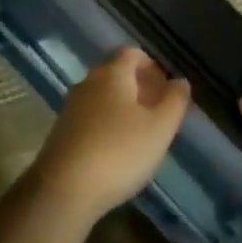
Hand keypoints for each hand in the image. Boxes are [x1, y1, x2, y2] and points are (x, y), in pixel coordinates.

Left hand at [33, 47, 190, 218]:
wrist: (64, 189)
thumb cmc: (119, 152)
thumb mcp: (160, 128)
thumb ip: (174, 101)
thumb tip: (180, 81)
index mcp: (111, 74)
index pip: (131, 53)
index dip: (151, 65)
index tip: (166, 86)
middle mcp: (87, 83)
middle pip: (115, 73)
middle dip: (138, 86)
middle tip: (158, 110)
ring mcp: (70, 108)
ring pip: (102, 96)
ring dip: (122, 106)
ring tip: (142, 132)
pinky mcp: (61, 132)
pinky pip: (90, 117)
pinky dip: (107, 123)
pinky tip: (117, 149)